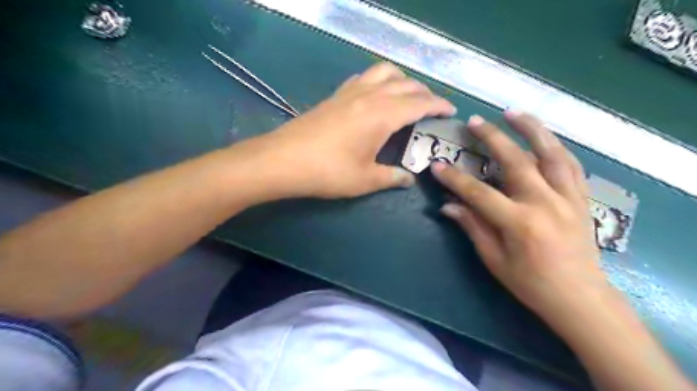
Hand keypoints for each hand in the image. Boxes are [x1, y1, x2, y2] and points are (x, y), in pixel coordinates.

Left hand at [247, 63, 454, 198]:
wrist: (283, 160)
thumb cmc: (328, 172)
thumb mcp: (365, 180)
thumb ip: (391, 177)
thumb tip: (408, 179)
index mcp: (383, 115)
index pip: (420, 103)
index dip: (439, 105)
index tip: (451, 110)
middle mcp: (370, 96)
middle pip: (406, 83)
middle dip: (424, 92)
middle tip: (431, 108)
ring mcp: (350, 91)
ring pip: (384, 72)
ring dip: (402, 80)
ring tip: (406, 96)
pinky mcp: (335, 95)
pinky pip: (365, 76)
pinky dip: (379, 80)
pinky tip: (376, 96)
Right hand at [434, 110, 607, 320]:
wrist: (580, 297)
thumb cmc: (531, 283)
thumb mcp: (494, 259)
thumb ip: (472, 227)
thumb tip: (448, 205)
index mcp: (519, 223)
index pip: (479, 193)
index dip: (455, 178)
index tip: (436, 165)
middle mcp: (545, 203)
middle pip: (515, 161)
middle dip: (492, 138)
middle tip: (475, 121)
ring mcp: (568, 198)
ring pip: (551, 154)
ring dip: (531, 129)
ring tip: (514, 112)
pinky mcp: (581, 198)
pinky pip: (570, 165)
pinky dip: (555, 146)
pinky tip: (544, 136)